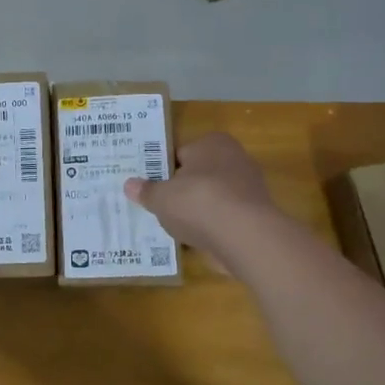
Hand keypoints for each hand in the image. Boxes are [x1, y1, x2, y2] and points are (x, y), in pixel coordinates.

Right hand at [125, 132, 276, 268]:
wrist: (245, 237)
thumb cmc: (198, 203)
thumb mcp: (161, 198)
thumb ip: (146, 191)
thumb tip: (129, 185)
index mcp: (212, 143)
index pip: (180, 154)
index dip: (162, 172)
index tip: (150, 188)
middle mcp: (235, 159)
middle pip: (197, 176)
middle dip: (181, 191)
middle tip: (158, 208)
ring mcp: (248, 188)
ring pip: (211, 198)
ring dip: (196, 212)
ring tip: (173, 228)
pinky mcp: (255, 216)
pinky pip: (224, 219)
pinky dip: (211, 228)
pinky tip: (194, 241)